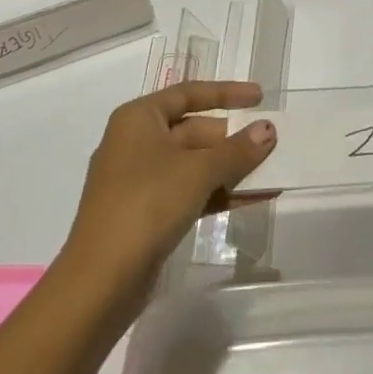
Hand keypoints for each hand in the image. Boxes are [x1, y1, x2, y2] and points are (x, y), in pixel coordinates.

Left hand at [56, 81, 276, 312]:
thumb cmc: (147, 204)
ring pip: (194, 164)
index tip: (260, 97)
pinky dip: (218, 193)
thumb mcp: (198, 172)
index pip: (189, 94)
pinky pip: (189, 191)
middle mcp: (136, 142)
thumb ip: (237, 149)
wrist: (100, 281)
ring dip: (231, 168)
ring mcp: (139, 180)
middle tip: (272, 143)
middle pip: (194, 130)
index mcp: (139, 118)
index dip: (227, 92)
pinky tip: (253, 199)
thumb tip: (268, 129)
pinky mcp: (146, 213)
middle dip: (233, 138)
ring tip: (272, 172)